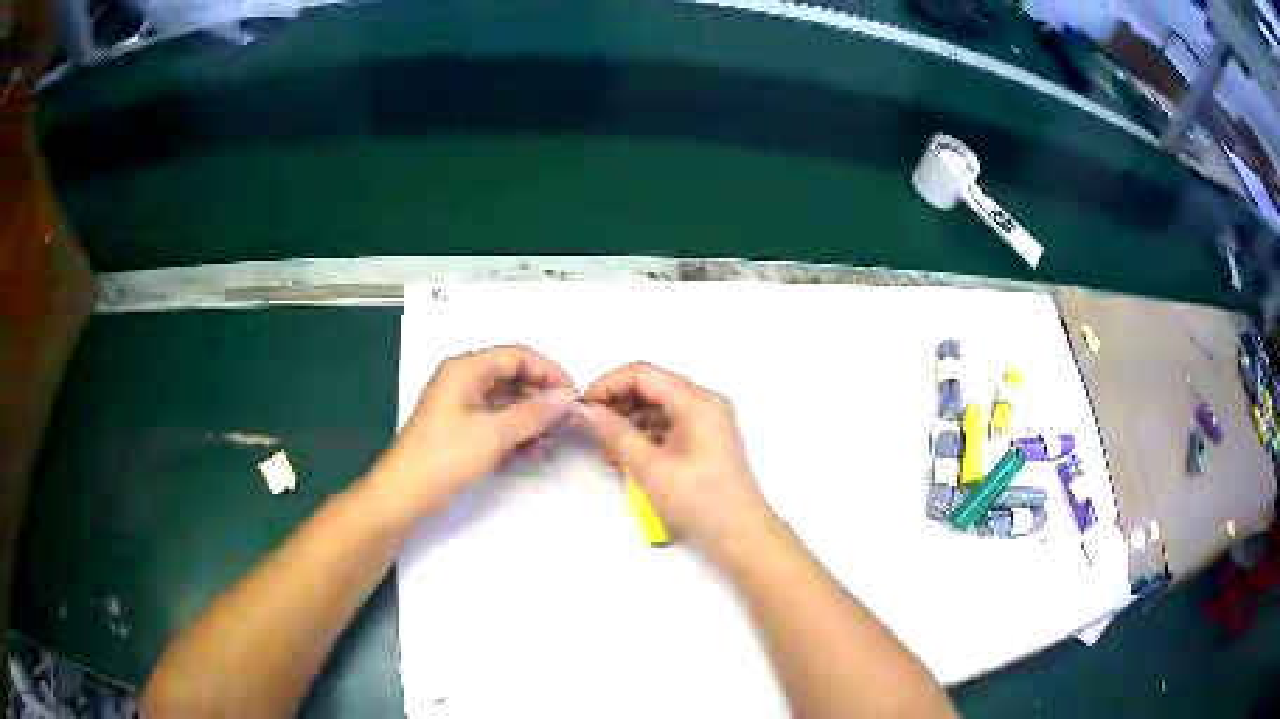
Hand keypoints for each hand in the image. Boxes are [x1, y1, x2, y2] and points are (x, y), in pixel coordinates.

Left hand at [368, 345, 576, 523]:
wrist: (405, 493)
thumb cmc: (446, 456)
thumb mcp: (494, 433)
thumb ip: (534, 413)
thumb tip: (568, 396)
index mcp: (466, 369)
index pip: (517, 356)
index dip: (548, 372)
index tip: (573, 396)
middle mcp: (464, 381)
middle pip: (512, 378)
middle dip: (541, 398)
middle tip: (566, 422)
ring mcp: (461, 406)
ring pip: (506, 403)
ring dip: (530, 419)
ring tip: (551, 441)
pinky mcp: (461, 430)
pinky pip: (496, 423)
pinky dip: (515, 434)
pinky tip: (531, 453)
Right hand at [578, 362, 775, 562]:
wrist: (741, 535)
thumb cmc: (698, 501)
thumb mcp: (650, 467)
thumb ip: (615, 433)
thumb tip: (585, 411)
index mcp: (696, 400)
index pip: (643, 373)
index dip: (608, 384)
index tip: (582, 407)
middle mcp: (705, 402)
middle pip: (652, 386)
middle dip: (617, 402)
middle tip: (589, 426)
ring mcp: (708, 420)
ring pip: (659, 405)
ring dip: (629, 419)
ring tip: (605, 445)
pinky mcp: (706, 439)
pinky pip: (670, 423)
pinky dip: (646, 433)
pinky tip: (625, 454)